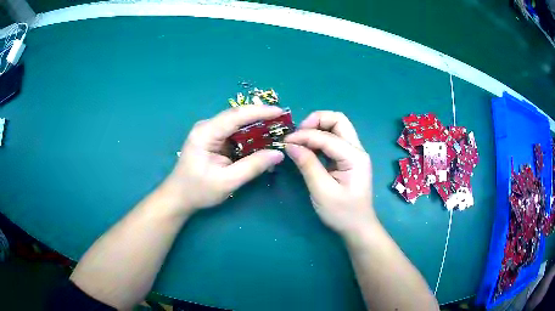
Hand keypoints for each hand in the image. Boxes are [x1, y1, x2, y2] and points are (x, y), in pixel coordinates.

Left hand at [165, 105, 284, 212]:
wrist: (179, 197)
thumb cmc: (198, 190)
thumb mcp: (227, 181)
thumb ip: (253, 166)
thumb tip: (278, 154)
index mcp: (206, 133)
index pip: (236, 116)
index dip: (260, 112)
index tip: (280, 112)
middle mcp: (207, 127)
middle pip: (238, 116)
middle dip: (261, 118)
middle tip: (284, 123)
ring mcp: (210, 132)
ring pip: (238, 124)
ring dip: (257, 127)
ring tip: (278, 130)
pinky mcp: (214, 139)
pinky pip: (235, 133)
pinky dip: (250, 136)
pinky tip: (263, 141)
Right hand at [284, 111, 376, 235]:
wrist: (358, 227)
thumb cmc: (342, 213)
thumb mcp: (322, 191)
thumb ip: (307, 165)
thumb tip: (290, 144)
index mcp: (354, 157)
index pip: (327, 137)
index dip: (304, 136)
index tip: (285, 142)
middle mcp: (357, 149)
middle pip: (339, 120)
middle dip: (316, 120)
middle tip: (298, 134)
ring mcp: (354, 153)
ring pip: (337, 127)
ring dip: (318, 128)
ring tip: (300, 140)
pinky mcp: (348, 159)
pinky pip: (334, 139)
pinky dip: (320, 138)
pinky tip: (308, 147)